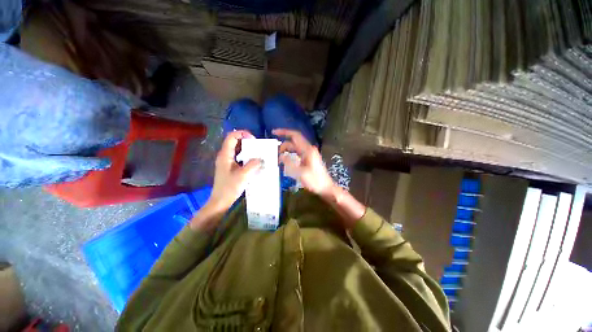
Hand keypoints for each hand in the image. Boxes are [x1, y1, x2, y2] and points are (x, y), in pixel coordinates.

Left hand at [206, 130, 261, 212]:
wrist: (221, 201)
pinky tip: (253, 162)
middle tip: (258, 146)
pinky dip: (246, 156)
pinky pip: (238, 157)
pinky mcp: (230, 168)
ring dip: (247, 149)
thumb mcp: (243, 175)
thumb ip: (253, 164)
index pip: (232, 137)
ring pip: (237, 150)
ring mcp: (226, 162)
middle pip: (234, 142)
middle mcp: (224, 156)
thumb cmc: (230, 187)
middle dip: (246, 141)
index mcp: (225, 155)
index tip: (254, 139)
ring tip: (257, 153)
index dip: (242, 134)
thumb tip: (260, 158)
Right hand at [274, 129, 335, 197]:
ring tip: (278, 159)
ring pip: (294, 149)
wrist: (325, 188)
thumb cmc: (315, 181)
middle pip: (293, 143)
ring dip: (286, 152)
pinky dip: (290, 156)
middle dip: (283, 146)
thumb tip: (281, 156)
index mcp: (308, 150)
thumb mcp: (300, 173)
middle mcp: (308, 150)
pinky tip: (286, 163)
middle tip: (275, 154)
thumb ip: (289, 163)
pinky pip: (297, 155)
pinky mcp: (308, 160)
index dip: (284, 132)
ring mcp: (309, 155)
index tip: (274, 132)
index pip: (295, 136)